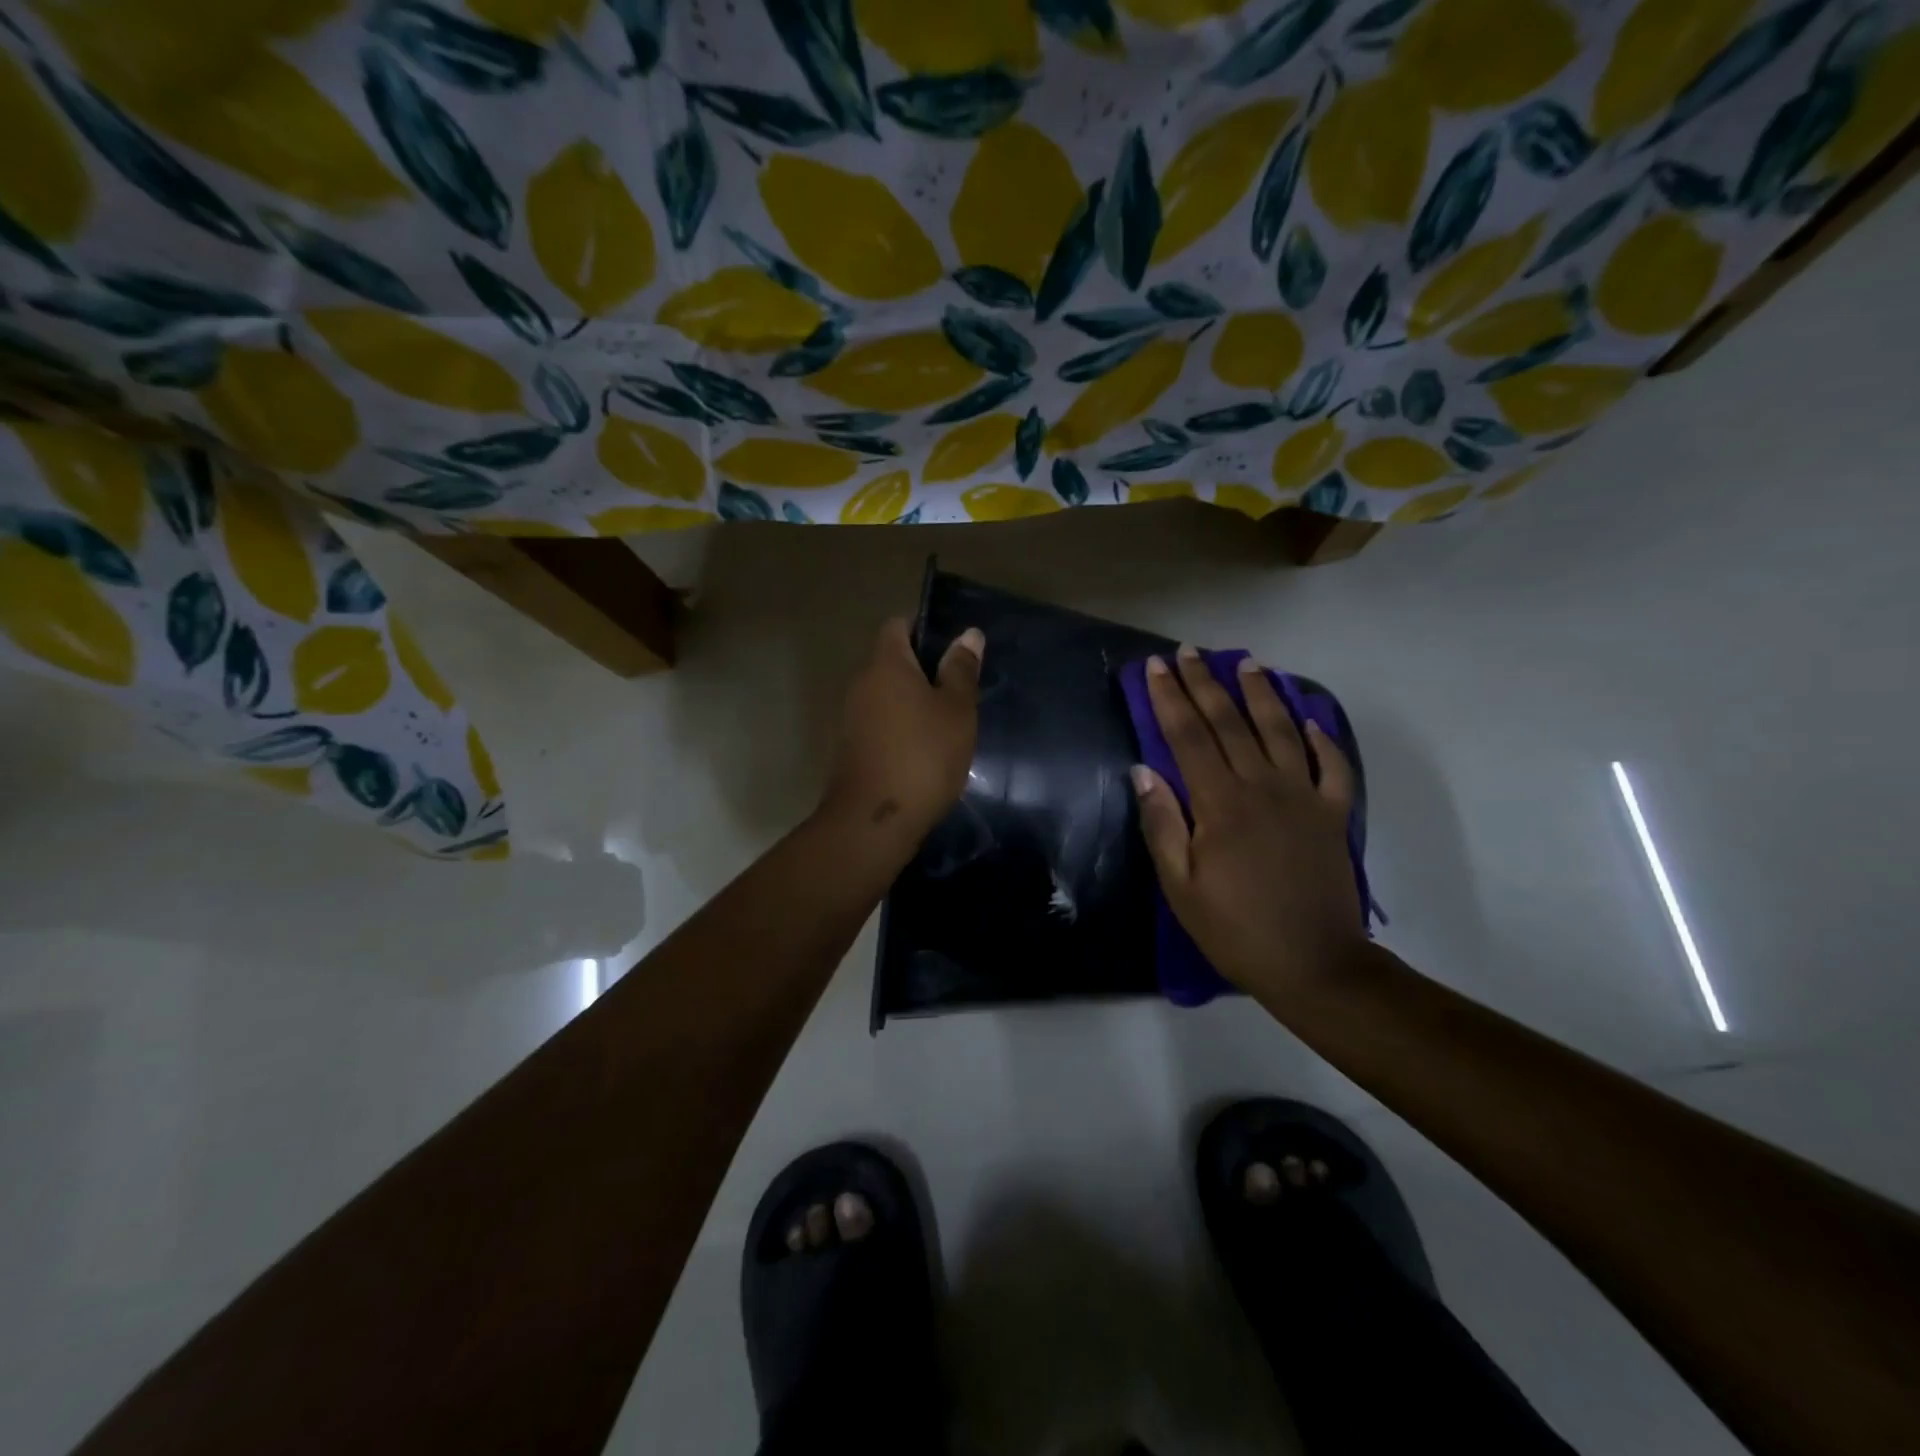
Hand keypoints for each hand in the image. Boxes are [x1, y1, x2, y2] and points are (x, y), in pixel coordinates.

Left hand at [821, 618, 982, 842]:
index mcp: (886, 665)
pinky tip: (925, 753)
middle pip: (892, 662)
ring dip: (913, 704)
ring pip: (887, 697)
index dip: (924, 629)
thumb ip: (961, 670)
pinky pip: (880, 725)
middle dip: (924, 671)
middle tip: (959, 692)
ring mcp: (852, 718)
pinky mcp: (851, 749)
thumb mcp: (956, 711)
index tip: (953, 651)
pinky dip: (901, 730)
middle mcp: (862, 684)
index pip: (898, 626)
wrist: (874, 821)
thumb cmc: (923, 756)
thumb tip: (969, 634)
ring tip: (947, 726)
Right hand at [1133, 646, 1363, 1003]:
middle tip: (1191, 651)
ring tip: (1248, 664)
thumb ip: (1162, 824)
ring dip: (1262, 694)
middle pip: (1230, 723)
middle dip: (1206, 683)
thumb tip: (1144, 771)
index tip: (1157, 667)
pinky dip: (1322, 738)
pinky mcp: (1333, 815)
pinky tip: (1310, 718)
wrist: (1314, 964)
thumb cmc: (1235, 928)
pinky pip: (1332, 767)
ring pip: (1280, 731)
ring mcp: (1304, 797)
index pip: (1188, 736)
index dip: (1170, 698)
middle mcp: (1262, 787)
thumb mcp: (1180, 886)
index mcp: (1220, 803)